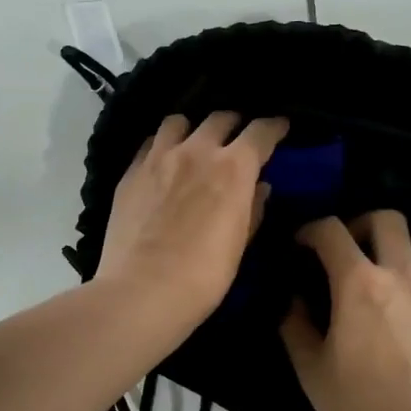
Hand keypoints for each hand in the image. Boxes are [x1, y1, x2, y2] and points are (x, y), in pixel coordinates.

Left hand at [96, 112, 289, 330]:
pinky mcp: (130, 172)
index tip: (280, 127)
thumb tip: (259, 187)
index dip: (275, 126)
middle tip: (238, 139)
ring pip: (179, 121)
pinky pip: (151, 143)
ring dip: (194, 128)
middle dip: (235, 124)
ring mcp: (159, 157)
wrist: (142, 291)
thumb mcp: (239, 244)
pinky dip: (163, 145)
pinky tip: (164, 161)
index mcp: (233, 168)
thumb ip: (253, 209)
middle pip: (220, 118)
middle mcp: (197, 151)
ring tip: (195, 143)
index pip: (261, 131)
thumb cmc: (204, 276)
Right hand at [281, 211, 410, 410]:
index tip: (302, 244)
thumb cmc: (361, 409)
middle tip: (349, 251)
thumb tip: (293, 300)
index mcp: (358, 284)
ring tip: (388, 269)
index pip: (331, 232)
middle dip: (361, 224)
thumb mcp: (311, 370)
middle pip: (387, 219)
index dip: (311, 230)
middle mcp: (401, 275)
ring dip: (402, 245)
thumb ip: (295, 326)